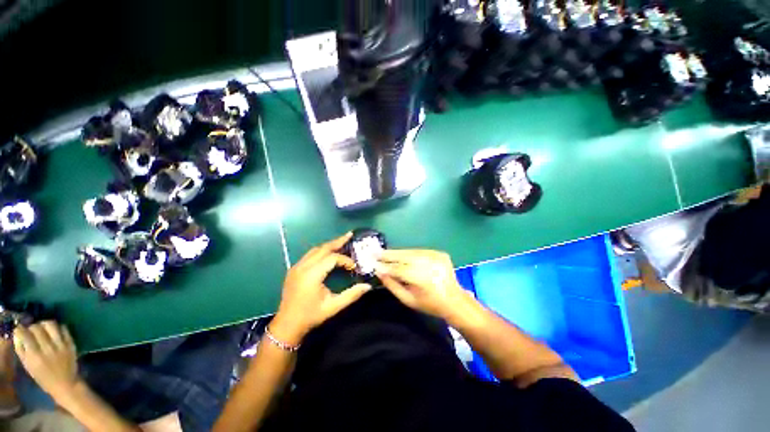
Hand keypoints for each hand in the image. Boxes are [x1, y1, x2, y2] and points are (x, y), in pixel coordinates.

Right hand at [13, 321, 80, 398]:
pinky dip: (57, 327)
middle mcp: (48, 348)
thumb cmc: (44, 377)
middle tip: (32, 330)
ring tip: (43, 328)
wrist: (65, 384)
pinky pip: (64, 328)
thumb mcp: (28, 366)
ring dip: (45, 324)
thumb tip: (18, 335)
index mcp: (35, 356)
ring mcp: (61, 345)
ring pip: (51, 324)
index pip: (25, 335)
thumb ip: (22, 350)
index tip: (20, 330)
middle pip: (37, 328)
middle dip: (32, 326)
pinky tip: (54, 332)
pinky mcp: (71, 343)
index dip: (21, 329)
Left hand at [271, 232, 371, 345]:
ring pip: (315, 250)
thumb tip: (368, 286)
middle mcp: (303, 267)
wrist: (287, 325)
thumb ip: (351, 295)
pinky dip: (321, 251)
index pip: (332, 259)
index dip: (345, 260)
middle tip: (350, 235)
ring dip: (329, 245)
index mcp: (311, 275)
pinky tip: (329, 252)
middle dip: (338, 241)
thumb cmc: (311, 316)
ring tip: (342, 241)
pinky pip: (310, 255)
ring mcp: (296, 267)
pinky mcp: (294, 269)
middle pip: (323, 248)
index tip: (354, 267)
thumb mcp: (333, 307)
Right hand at [376, 249, 467, 318]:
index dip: (385, 266)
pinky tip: (402, 255)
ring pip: (411, 251)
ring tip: (386, 253)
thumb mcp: (408, 300)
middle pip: (404, 256)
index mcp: (422, 279)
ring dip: (398, 253)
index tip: (373, 263)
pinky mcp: (440, 253)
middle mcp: (429, 264)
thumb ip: (392, 285)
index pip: (398, 269)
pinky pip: (420, 251)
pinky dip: (409, 253)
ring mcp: (436, 257)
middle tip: (376, 253)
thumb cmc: (430, 304)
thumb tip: (379, 272)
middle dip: (389, 255)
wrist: (455, 300)